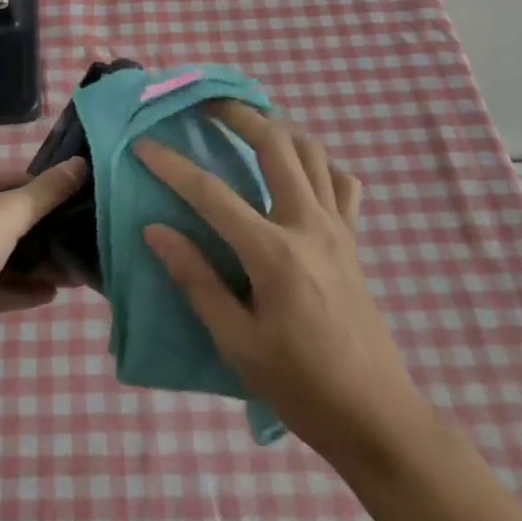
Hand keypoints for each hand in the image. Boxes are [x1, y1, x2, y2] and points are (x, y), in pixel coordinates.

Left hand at [0, 159, 87, 363]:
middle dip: (47, 235)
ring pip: (0, 253)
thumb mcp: (6, 216)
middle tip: (85, 250)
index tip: (85, 211)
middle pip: (10, 217)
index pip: (19, 178)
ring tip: (75, 278)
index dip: (51, 192)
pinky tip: (47, 297)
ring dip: (35, 264)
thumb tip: (81, 163)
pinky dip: (15, 288)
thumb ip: (46, 193)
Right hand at [136, 105, 420, 461]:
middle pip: (274, 144)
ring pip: (312, 151)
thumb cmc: (301, 386)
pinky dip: (318, 162)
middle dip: (237, 114)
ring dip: (277, 127)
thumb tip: (155, 231)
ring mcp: (338, 227)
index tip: (143, 143)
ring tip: (246, 123)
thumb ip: (196, 280)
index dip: (172, 166)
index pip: (212, 194)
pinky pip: (340, 182)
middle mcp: (309, 224)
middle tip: (206, 103)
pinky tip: (297, 170)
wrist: (378, 418)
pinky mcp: (353, 239)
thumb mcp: (237, 343)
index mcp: (274, 253)